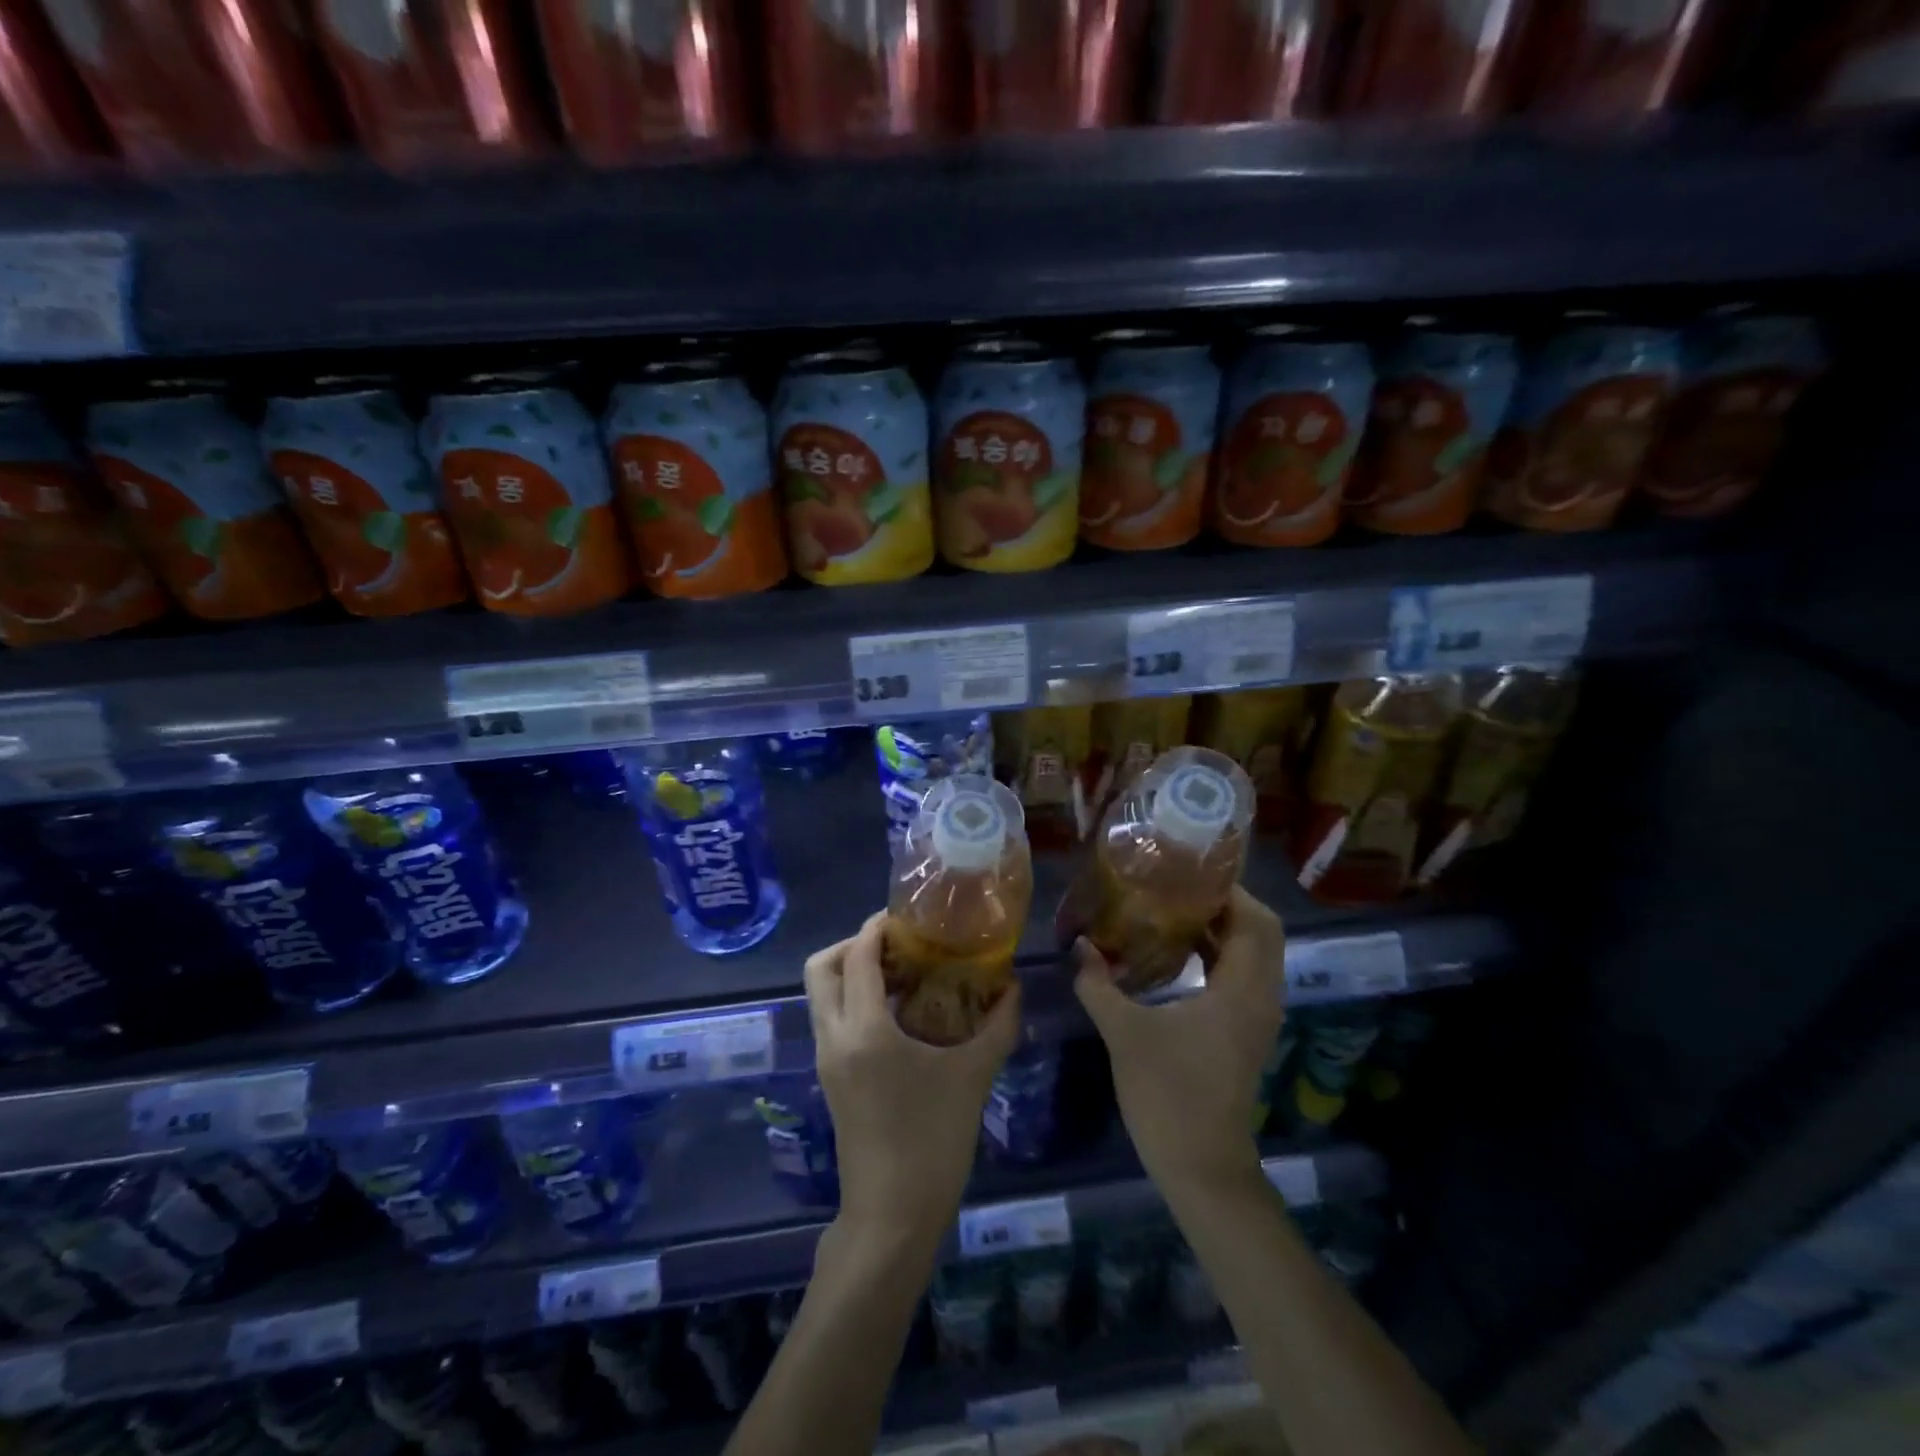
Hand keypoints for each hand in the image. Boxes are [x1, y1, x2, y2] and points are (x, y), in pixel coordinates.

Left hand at [804, 913, 1021, 1254]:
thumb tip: (1014, 987)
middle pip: (820, 969)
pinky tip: (898, 1013)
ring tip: (901, 974)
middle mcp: (835, 1037)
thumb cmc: (933, 1140)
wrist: (893, 1215)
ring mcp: (827, 1059)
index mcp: (864, 1029)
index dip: (876, 928)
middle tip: (895, 944)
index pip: (856, 957)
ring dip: (850, 973)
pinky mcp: (830, 1078)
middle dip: (851, 945)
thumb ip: (998, 1026)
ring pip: (821, 995)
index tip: (905, 917)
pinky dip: (854, 1000)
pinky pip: (831, 1019)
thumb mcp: (973, 1077)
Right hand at [1074, 886, 1284, 1192]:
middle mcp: (1260, 997)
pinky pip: (1241, 977)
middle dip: (1226, 904)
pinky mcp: (1245, 1033)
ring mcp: (1256, 1018)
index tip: (1190, 871)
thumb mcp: (1124, 1032)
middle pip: (1261, 933)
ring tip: (1174, 909)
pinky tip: (1177, 953)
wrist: (1201, 1166)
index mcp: (1242, 990)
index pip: (1256, 921)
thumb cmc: (1168, 1093)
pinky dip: (1219, 955)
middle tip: (1180, 886)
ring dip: (1223, 929)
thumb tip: (1079, 944)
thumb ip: (1099, 984)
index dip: (1230, 891)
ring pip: (1253, 955)